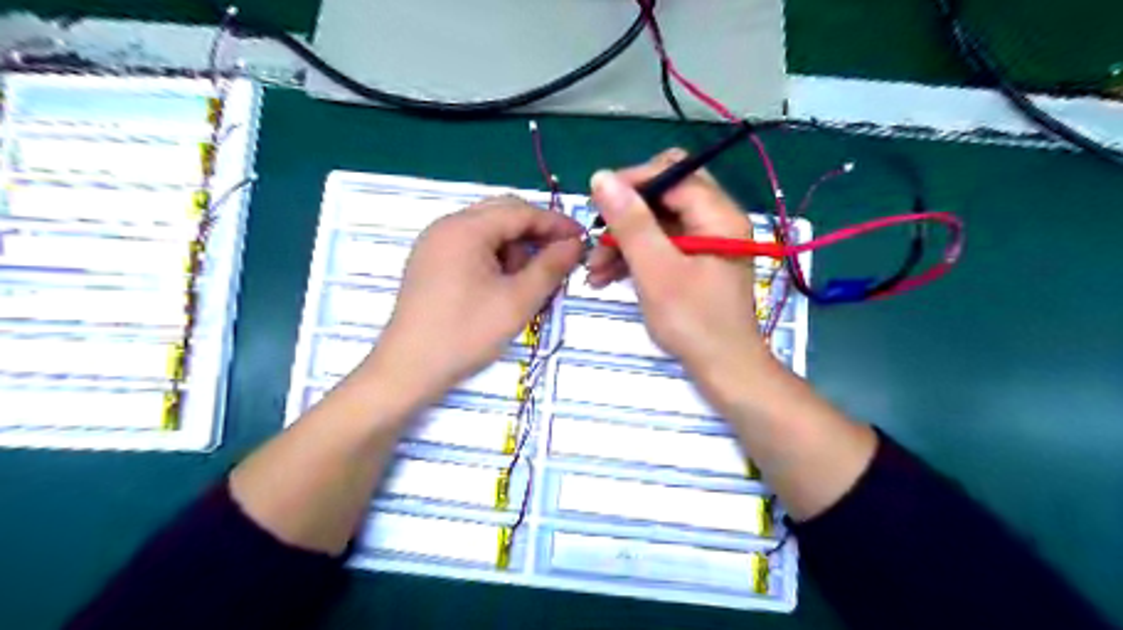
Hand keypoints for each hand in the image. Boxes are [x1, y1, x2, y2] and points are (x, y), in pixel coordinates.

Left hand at [365, 194, 582, 405]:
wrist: (408, 369)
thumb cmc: (465, 333)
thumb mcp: (517, 301)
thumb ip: (550, 267)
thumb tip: (576, 244)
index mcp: (466, 228)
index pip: (521, 211)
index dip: (555, 223)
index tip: (582, 240)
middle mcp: (446, 225)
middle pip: (502, 213)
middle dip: (535, 233)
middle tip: (560, 258)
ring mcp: (434, 243)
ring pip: (487, 230)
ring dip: (514, 247)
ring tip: (526, 282)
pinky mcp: (429, 261)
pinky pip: (470, 245)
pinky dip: (494, 257)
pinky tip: (502, 284)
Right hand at [588, 151, 772, 380]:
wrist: (724, 369)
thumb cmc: (694, 322)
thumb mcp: (657, 271)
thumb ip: (631, 223)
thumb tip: (602, 177)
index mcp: (717, 214)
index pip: (671, 172)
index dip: (631, 183)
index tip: (597, 206)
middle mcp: (715, 219)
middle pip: (663, 194)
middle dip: (625, 214)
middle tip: (596, 237)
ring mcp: (705, 241)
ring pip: (657, 222)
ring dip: (623, 240)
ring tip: (594, 270)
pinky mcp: (695, 261)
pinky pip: (660, 244)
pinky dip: (634, 256)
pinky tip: (607, 276)